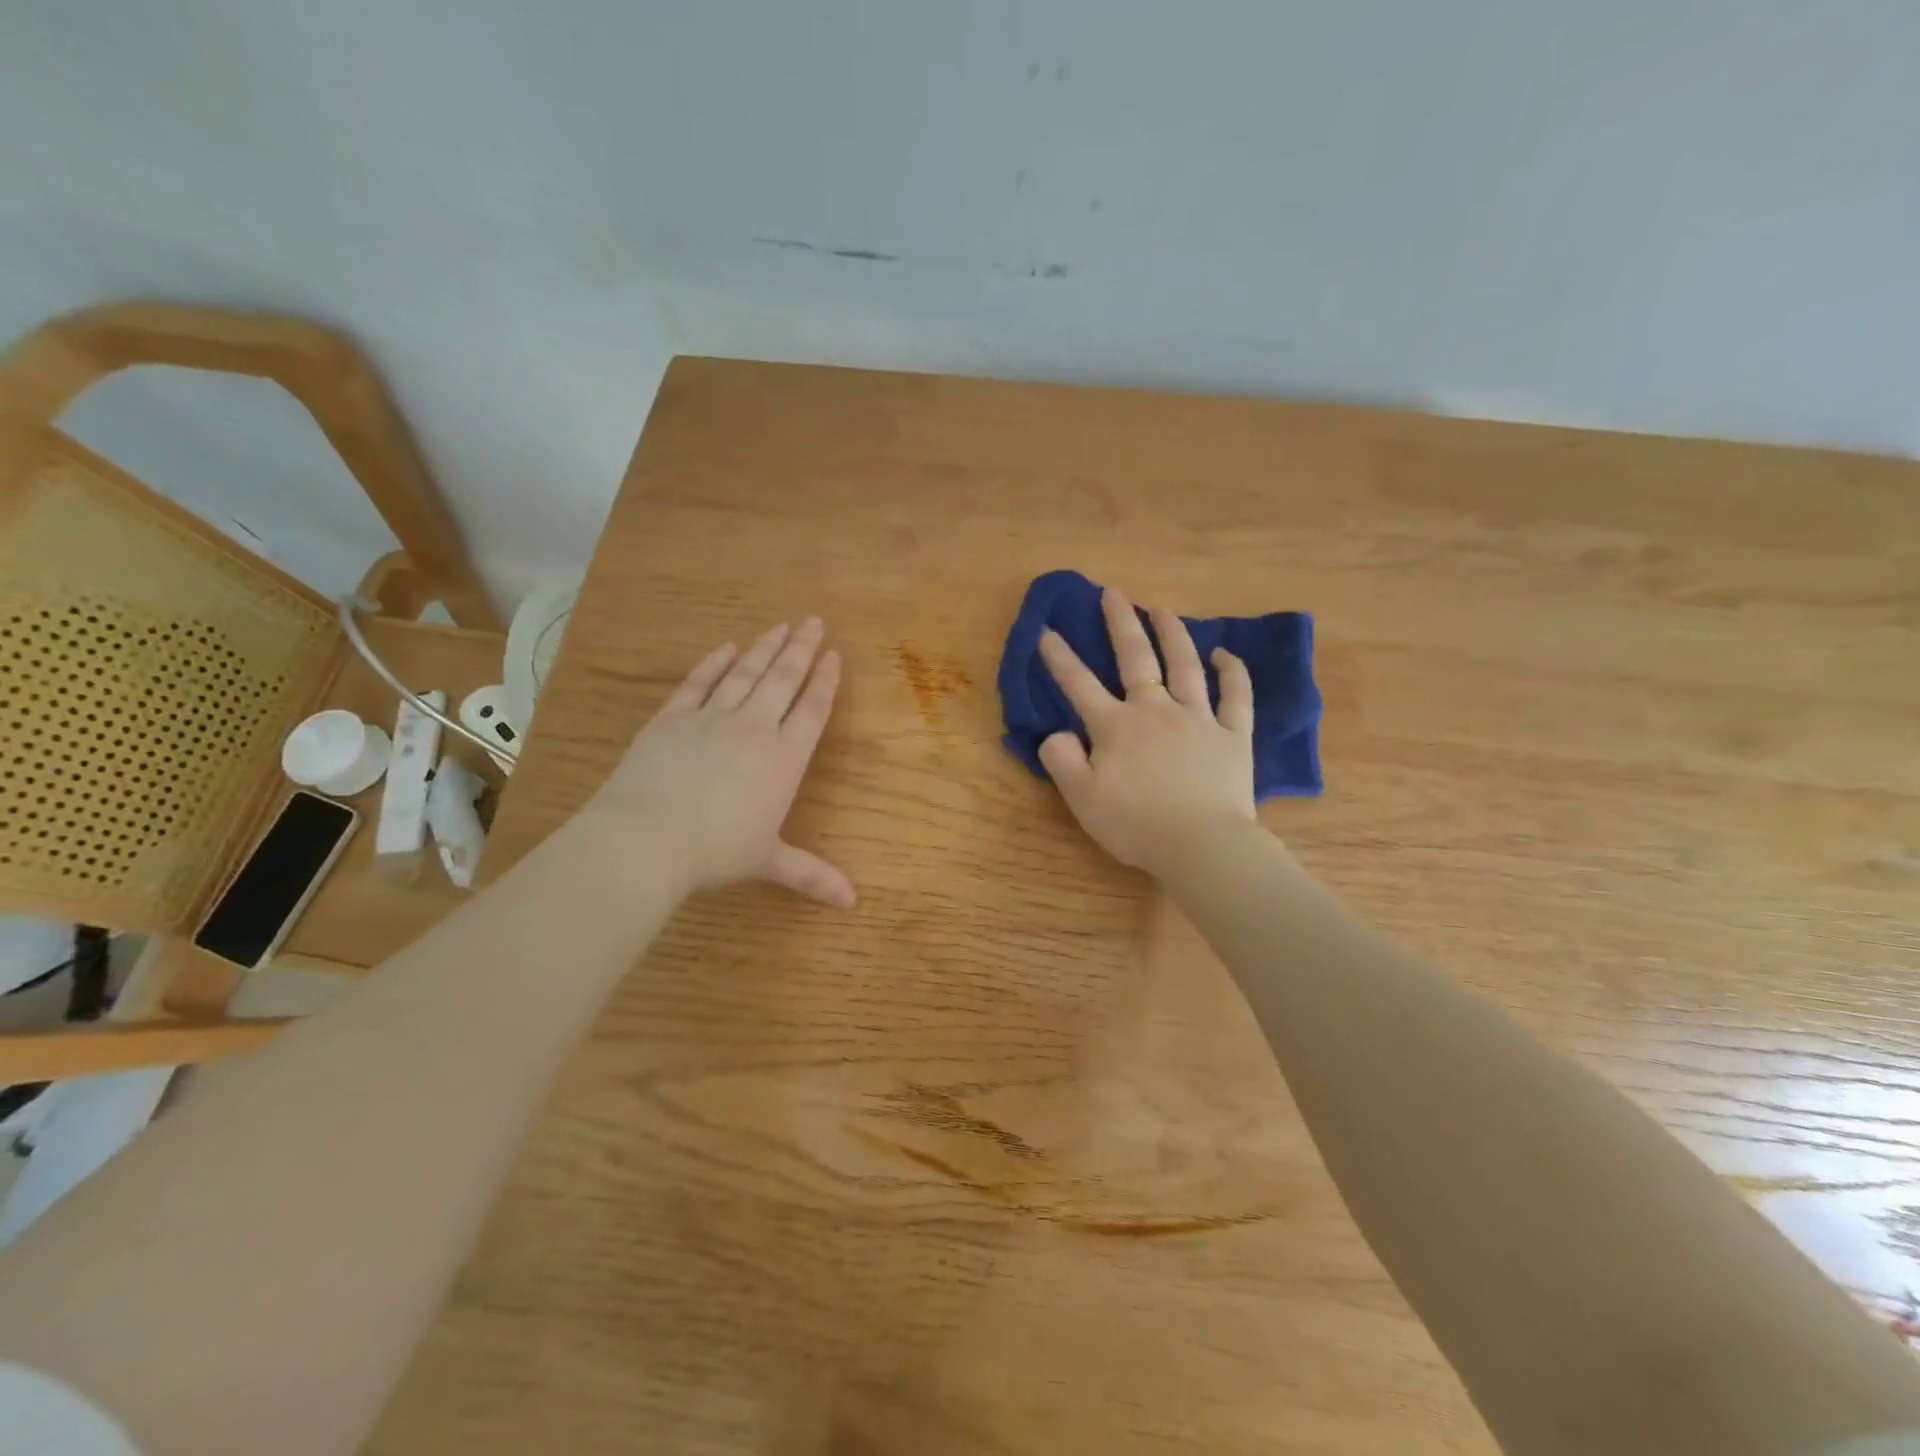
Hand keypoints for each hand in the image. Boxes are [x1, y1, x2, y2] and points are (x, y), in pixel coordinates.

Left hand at [581, 618, 855, 907]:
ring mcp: (711, 718)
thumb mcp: (769, 862)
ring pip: (745, 672)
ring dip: (765, 647)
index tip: (834, 654)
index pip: (812, 709)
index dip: (825, 681)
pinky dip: (714, 663)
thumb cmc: (716, 852)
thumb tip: (853, 902)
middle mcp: (754, 728)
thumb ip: (811, 875)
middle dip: (801, 649)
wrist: (646, 838)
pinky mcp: (672, 718)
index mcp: (784, 758)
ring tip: (780, 625)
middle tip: (813, 621)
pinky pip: (699, 682)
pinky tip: (726, 648)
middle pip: (783, 679)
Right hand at [1038, 588, 1256, 878]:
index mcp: (1115, 727)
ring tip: (1161, 609)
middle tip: (1113, 592)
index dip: (1059, 657)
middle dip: (1120, 622)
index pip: (1079, 684)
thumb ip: (1061, 760)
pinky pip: (1236, 696)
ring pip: (1185, 665)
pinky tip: (1224, 653)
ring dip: (1172, 633)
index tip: (1046, 631)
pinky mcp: (1233, 735)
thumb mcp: (1081, 799)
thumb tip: (1056, 733)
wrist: (1200, 845)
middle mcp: (1155, 710)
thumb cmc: (1135, 825)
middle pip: (1136, 658)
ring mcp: (1198, 719)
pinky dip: (1232, 671)